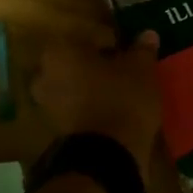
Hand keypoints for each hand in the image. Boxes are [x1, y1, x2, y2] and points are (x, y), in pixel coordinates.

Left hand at [30, 32, 162, 173]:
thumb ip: (142, 49)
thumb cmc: (121, 99)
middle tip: (123, 66)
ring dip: (93, 86)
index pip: (85, 36)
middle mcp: (44, 75)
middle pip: (75, 62)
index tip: (125, 46)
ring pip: (74, 85)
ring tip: (121, 88)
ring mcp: (47, 105)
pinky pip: (76, 108)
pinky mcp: (57, 130)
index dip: (108, 40)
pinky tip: (114, 108)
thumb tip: (148, 34)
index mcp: (60, 51)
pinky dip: (91, 106)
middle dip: (96, 64)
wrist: (107, 157)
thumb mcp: (141, 69)